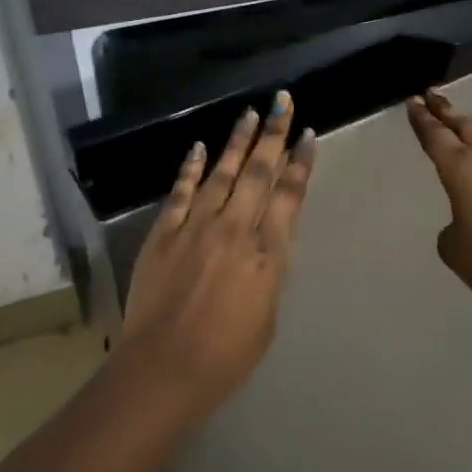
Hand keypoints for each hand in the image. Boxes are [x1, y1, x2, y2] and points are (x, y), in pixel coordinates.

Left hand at [118, 92, 316, 423]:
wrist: (163, 369)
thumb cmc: (226, 357)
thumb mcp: (267, 316)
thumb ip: (269, 271)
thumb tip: (267, 243)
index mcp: (267, 254)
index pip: (289, 196)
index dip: (301, 163)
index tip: (308, 135)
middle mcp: (235, 229)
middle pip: (258, 172)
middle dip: (274, 134)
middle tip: (282, 101)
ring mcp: (197, 227)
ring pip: (222, 172)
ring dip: (238, 140)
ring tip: (250, 112)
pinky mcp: (164, 233)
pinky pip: (182, 192)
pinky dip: (192, 167)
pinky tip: (200, 146)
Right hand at [405, 90, 471, 308]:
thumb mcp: (454, 249)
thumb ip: (450, 231)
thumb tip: (463, 224)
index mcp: (460, 168)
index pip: (435, 136)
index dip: (422, 119)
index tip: (413, 99)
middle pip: (463, 126)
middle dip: (446, 111)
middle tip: (433, 95)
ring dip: (471, 131)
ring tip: (463, 125)